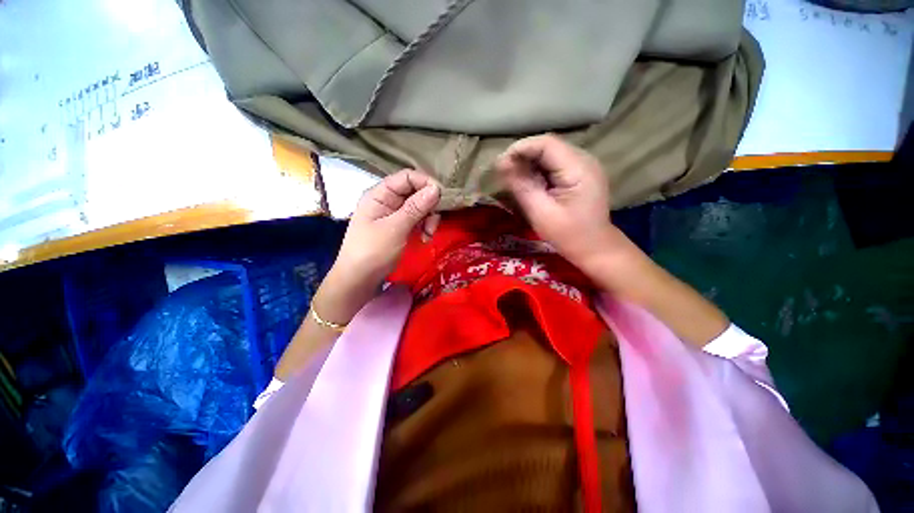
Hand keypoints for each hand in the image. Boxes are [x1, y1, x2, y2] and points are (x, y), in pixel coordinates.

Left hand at [316, 170, 440, 323]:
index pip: (407, 177)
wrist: (359, 280)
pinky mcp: (400, 226)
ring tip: (428, 235)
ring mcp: (394, 214)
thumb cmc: (372, 252)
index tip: (440, 199)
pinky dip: (424, 227)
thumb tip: (436, 188)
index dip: (425, 183)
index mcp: (380, 194)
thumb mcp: (395, 229)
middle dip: (429, 206)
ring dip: (428, 219)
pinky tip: (425, 238)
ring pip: (420, 207)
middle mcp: (387, 200)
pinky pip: (417, 219)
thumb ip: (415, 208)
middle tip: (432, 225)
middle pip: (416, 192)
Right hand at [496, 135, 627, 271]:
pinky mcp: (580, 173)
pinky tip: (529, 182)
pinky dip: (538, 170)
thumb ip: (521, 185)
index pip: (546, 143)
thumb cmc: (568, 235)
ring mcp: (584, 165)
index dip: (520, 148)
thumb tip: (501, 163)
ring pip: (550, 153)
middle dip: (522, 156)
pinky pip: (555, 163)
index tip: (500, 164)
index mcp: (578, 168)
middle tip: (503, 173)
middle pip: (548, 146)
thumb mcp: (540, 212)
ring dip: (529, 162)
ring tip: (513, 178)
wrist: (595, 248)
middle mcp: (584, 159)